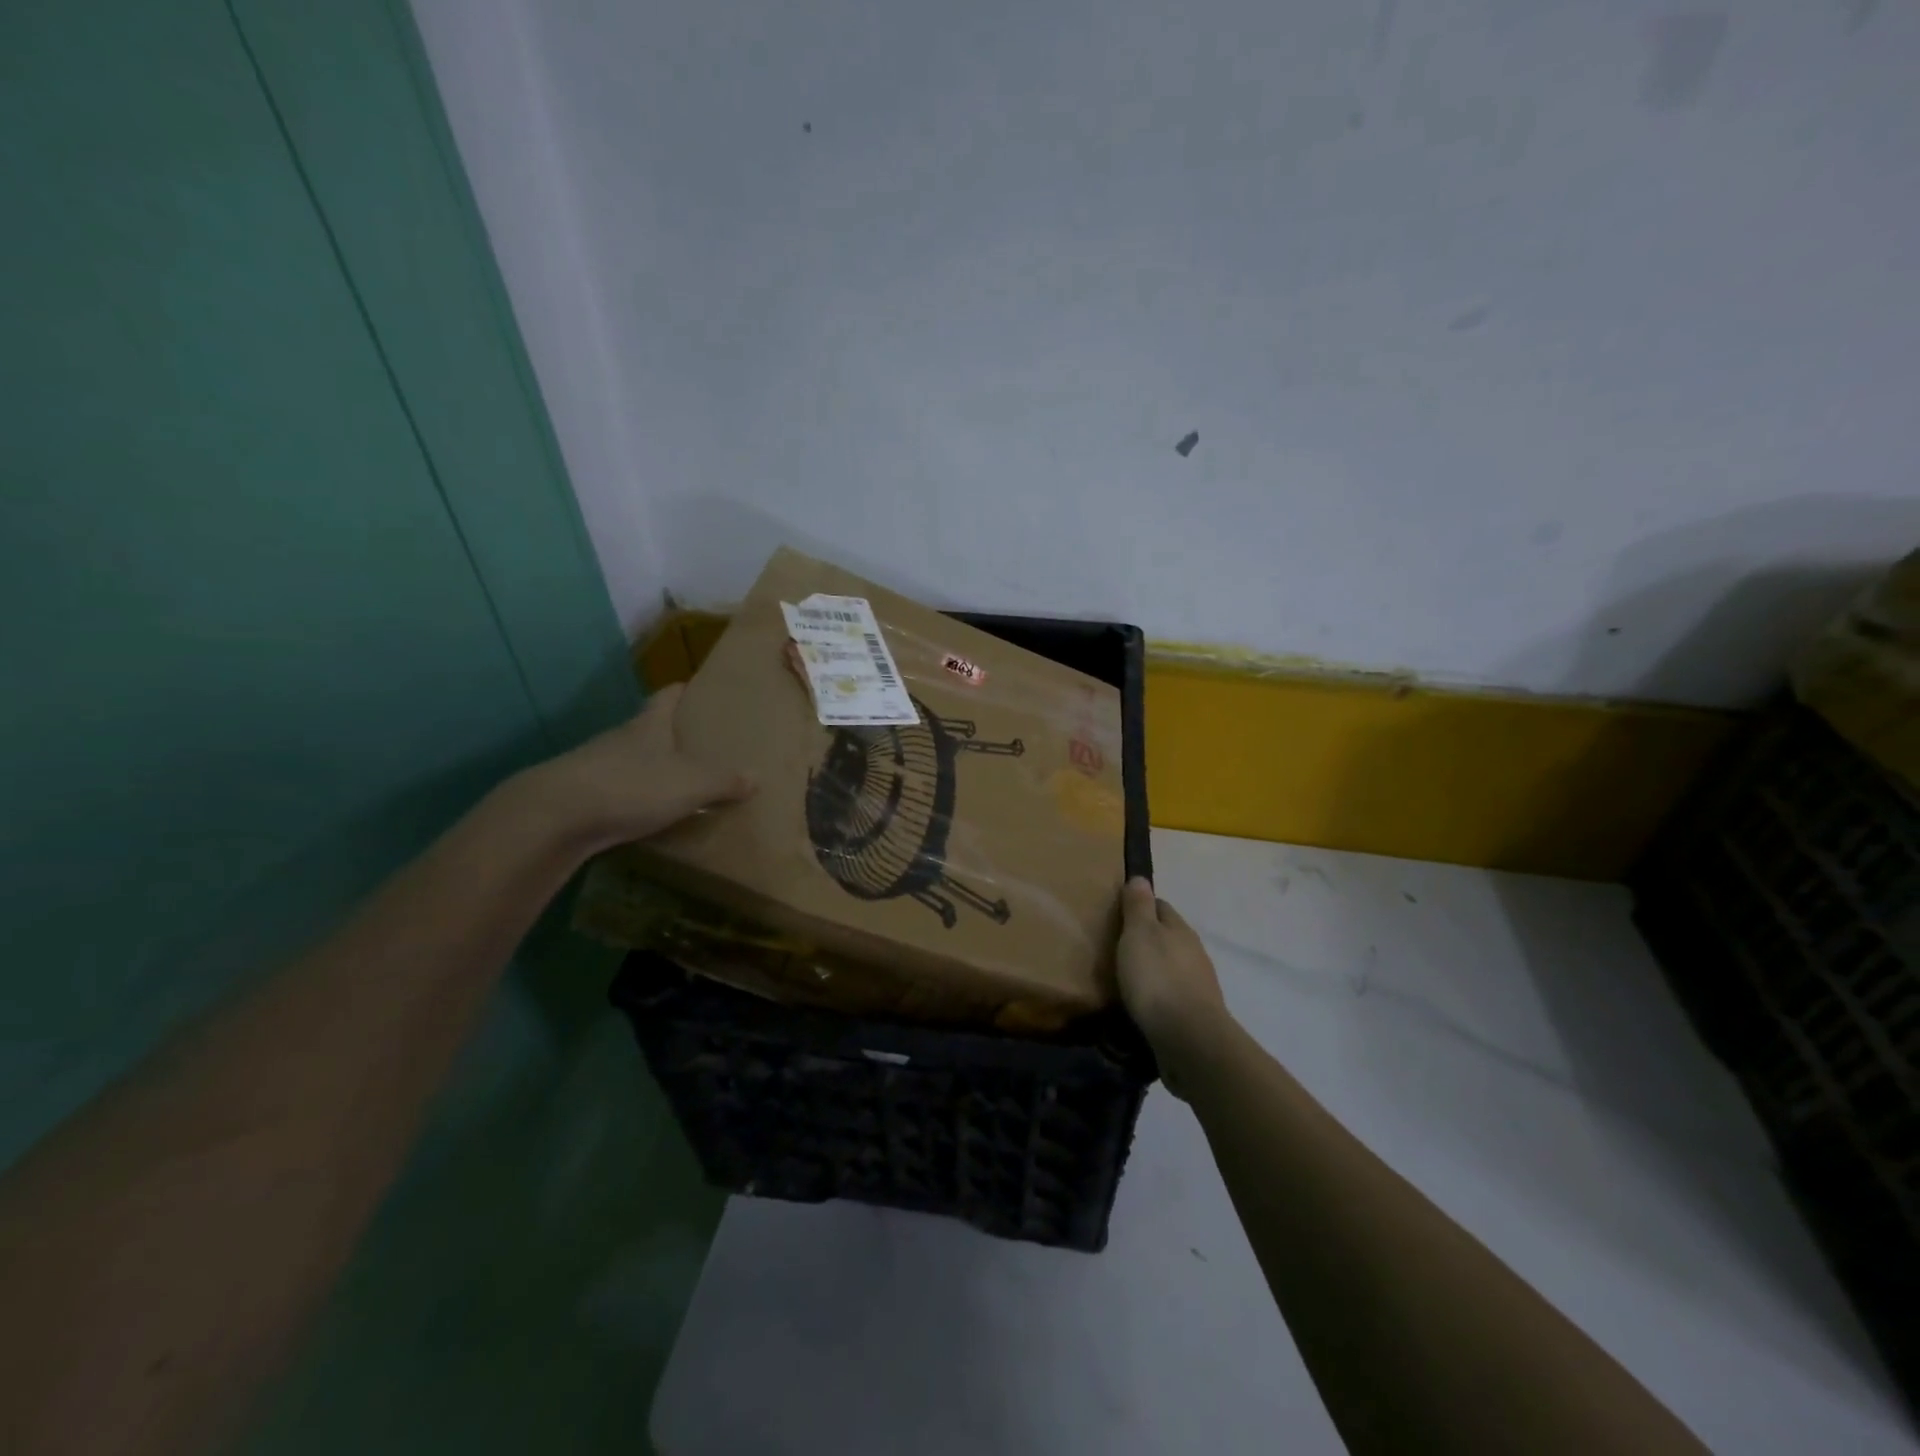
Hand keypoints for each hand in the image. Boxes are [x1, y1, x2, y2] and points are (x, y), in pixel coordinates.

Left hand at [532, 684, 753, 847]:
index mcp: (649, 725)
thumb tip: (756, 778)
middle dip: (672, 733)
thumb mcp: (690, 784)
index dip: (683, 690)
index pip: (667, 695)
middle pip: (649, 727)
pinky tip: (649, 814)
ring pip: (632, 760)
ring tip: (681, 782)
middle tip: (702, 743)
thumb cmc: (631, 786)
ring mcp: (596, 766)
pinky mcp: (581, 796)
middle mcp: (621, 738)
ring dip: (652, 767)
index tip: (699, 689)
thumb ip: (724, 781)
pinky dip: (634, 797)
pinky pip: (617, 790)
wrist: (554, 817)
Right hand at [1118, 877, 1227, 1093]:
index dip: (1140, 906)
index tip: (1118, 914)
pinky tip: (1142, 1004)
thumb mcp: (1139, 934)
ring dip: (1153, 969)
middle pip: (1168, 937)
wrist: (1189, 1039)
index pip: (1160, 906)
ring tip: (1126, 978)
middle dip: (1146, 940)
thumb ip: (1138, 907)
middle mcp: (1194, 953)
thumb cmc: (1157, 978)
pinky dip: (1158, 995)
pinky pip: (1172, 995)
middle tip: (1117, 947)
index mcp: (1180, 929)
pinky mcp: (1195, 1014)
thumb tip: (1140, 877)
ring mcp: (1198, 985)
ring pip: (1171, 967)